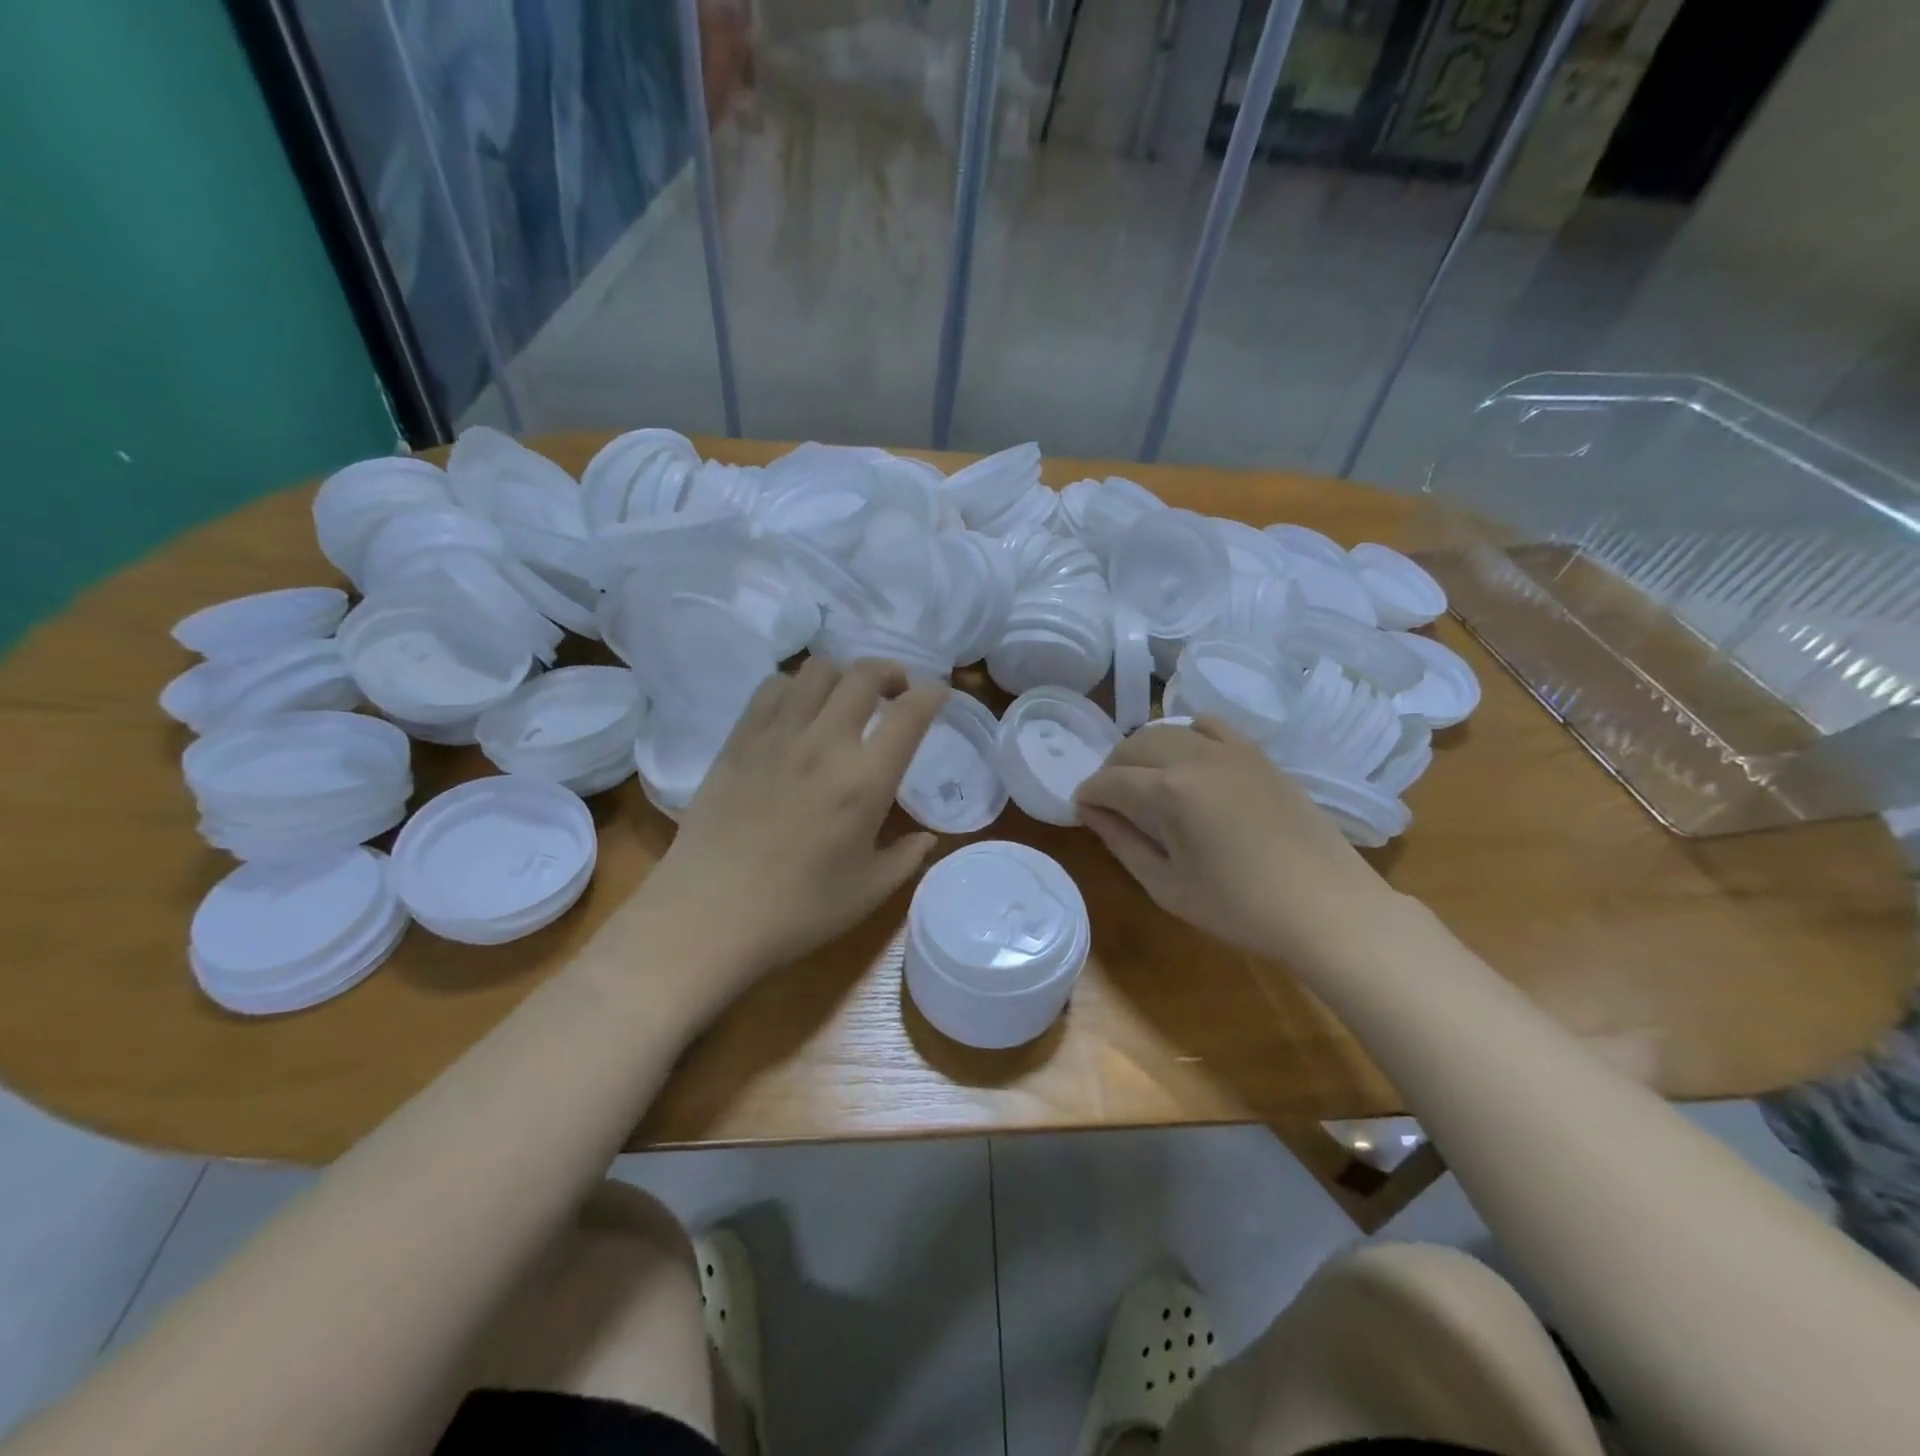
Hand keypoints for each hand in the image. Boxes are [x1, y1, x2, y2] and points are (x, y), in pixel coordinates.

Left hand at [636, 657, 947, 988]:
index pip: (910, 715)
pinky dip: (796, 686)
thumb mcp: (869, 891)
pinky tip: (798, 709)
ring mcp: (777, 735)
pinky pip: (772, 687)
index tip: (938, 694)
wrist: (709, 914)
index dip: (931, 695)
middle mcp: (825, 743)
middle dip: (890, 673)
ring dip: (842, 675)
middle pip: (864, 675)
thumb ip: (906, 857)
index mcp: (866, 780)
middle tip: (895, 692)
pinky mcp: (740, 739)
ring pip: (817, 670)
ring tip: (845, 698)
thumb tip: (927, 838)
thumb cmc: (798, 910)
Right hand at [1073, 717, 1391, 961]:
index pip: (1109, 781)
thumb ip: (1122, 843)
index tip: (1082, 811)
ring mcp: (1231, 751)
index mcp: (1169, 792)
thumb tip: (1091, 812)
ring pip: (1168, 729)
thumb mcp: (1167, 886)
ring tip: (1145, 781)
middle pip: (1134, 745)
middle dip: (1111, 769)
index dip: (1088, 795)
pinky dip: (1187, 734)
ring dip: (1144, 750)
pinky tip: (1187, 759)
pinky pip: (1210, 726)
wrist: (1328, 908)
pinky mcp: (1258, 755)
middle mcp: (1195, 757)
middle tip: (1110, 802)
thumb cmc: (1241, 908)